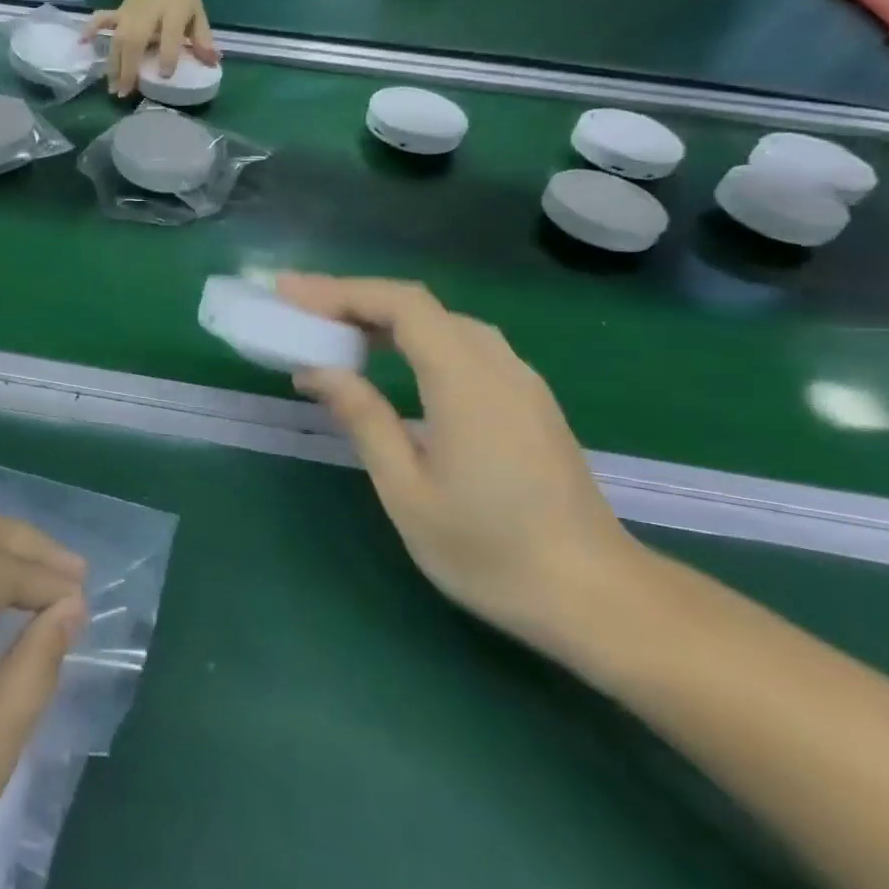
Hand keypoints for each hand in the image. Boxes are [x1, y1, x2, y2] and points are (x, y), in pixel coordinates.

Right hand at [86, 0, 218, 97]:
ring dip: (113, 64)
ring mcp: (129, 14)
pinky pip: (102, 20)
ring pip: (118, 39)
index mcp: (174, 12)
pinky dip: (91, 30)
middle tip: (126, 92)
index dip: (168, 56)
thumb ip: (203, 39)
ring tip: (113, 88)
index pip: (170, 36)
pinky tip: (82, 43)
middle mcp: (148, 14)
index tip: (165, 75)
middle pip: (135, 41)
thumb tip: (213, 63)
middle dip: (129, 67)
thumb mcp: (198, 14)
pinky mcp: (118, 13)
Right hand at [276, 275, 641, 649]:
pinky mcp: (527, 399)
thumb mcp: (407, 491)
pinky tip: (388, 359)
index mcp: (466, 382)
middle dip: (354, 298)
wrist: (597, 597)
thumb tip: (316, 370)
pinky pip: (463, 344)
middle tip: (299, 308)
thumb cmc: (491, 551)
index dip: (342, 291)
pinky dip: (414, 337)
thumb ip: (363, 418)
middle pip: (420, 305)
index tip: (291, 295)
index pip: (401, 305)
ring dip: (384, 315)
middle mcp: (498, 365)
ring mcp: (520, 380)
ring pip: (443, 322)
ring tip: (333, 329)